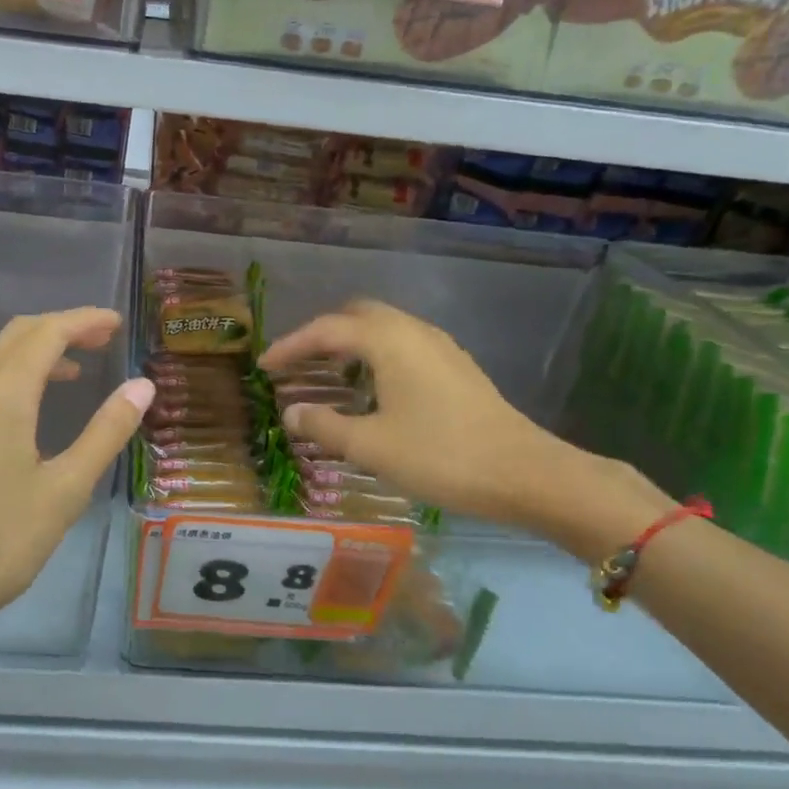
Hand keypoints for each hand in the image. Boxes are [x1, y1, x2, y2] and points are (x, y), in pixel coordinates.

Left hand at [0, 309, 152, 651]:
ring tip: (56, 380)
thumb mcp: (65, 490)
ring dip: (21, 362)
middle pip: (11, 338)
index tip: (113, 324)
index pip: (47, 333)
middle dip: (56, 332)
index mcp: (1, 395)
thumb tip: (141, 386)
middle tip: (94, 344)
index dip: (84, 321)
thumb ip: (106, 431)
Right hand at [259, 300, 664, 550]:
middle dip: (321, 335)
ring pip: (383, 329)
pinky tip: (371, 390)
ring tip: (327, 375)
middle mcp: (414, 331)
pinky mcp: (456, 367)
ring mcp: (440, 347)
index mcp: (389, 341)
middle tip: (296, 364)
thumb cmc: (441, 456)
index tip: (263, 365)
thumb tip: (292, 413)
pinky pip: (403, 345)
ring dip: (350, 344)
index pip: (326, 330)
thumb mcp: (371, 446)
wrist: (525, 473)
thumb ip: (325, 426)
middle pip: (357, 315)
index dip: (290, 346)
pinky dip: (375, 356)